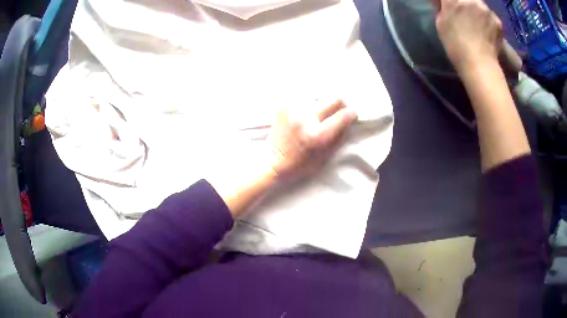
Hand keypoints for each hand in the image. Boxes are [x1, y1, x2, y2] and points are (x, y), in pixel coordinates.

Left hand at [267, 100, 357, 180]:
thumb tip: (349, 117)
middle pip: (333, 98)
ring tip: (315, 116)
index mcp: (317, 135)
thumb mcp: (325, 154)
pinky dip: (307, 105)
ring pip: (318, 97)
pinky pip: (303, 98)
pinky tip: (303, 115)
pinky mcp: (283, 106)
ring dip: (321, 105)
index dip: (352, 112)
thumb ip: (339, 134)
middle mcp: (305, 119)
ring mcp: (293, 110)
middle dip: (340, 104)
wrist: (273, 162)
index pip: (343, 115)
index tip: (353, 113)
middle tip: (338, 110)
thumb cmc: (300, 163)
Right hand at [434, 0, 502, 72]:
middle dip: (464, 3)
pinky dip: (488, 20)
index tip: (450, 6)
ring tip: (478, 22)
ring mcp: (485, 8)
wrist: (479, 64)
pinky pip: (490, 15)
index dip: (451, 2)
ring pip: (479, 3)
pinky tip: (487, 31)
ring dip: (477, 9)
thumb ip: (442, 8)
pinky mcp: (496, 19)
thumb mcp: (441, 23)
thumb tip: (444, 3)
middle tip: (465, 13)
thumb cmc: (455, 45)